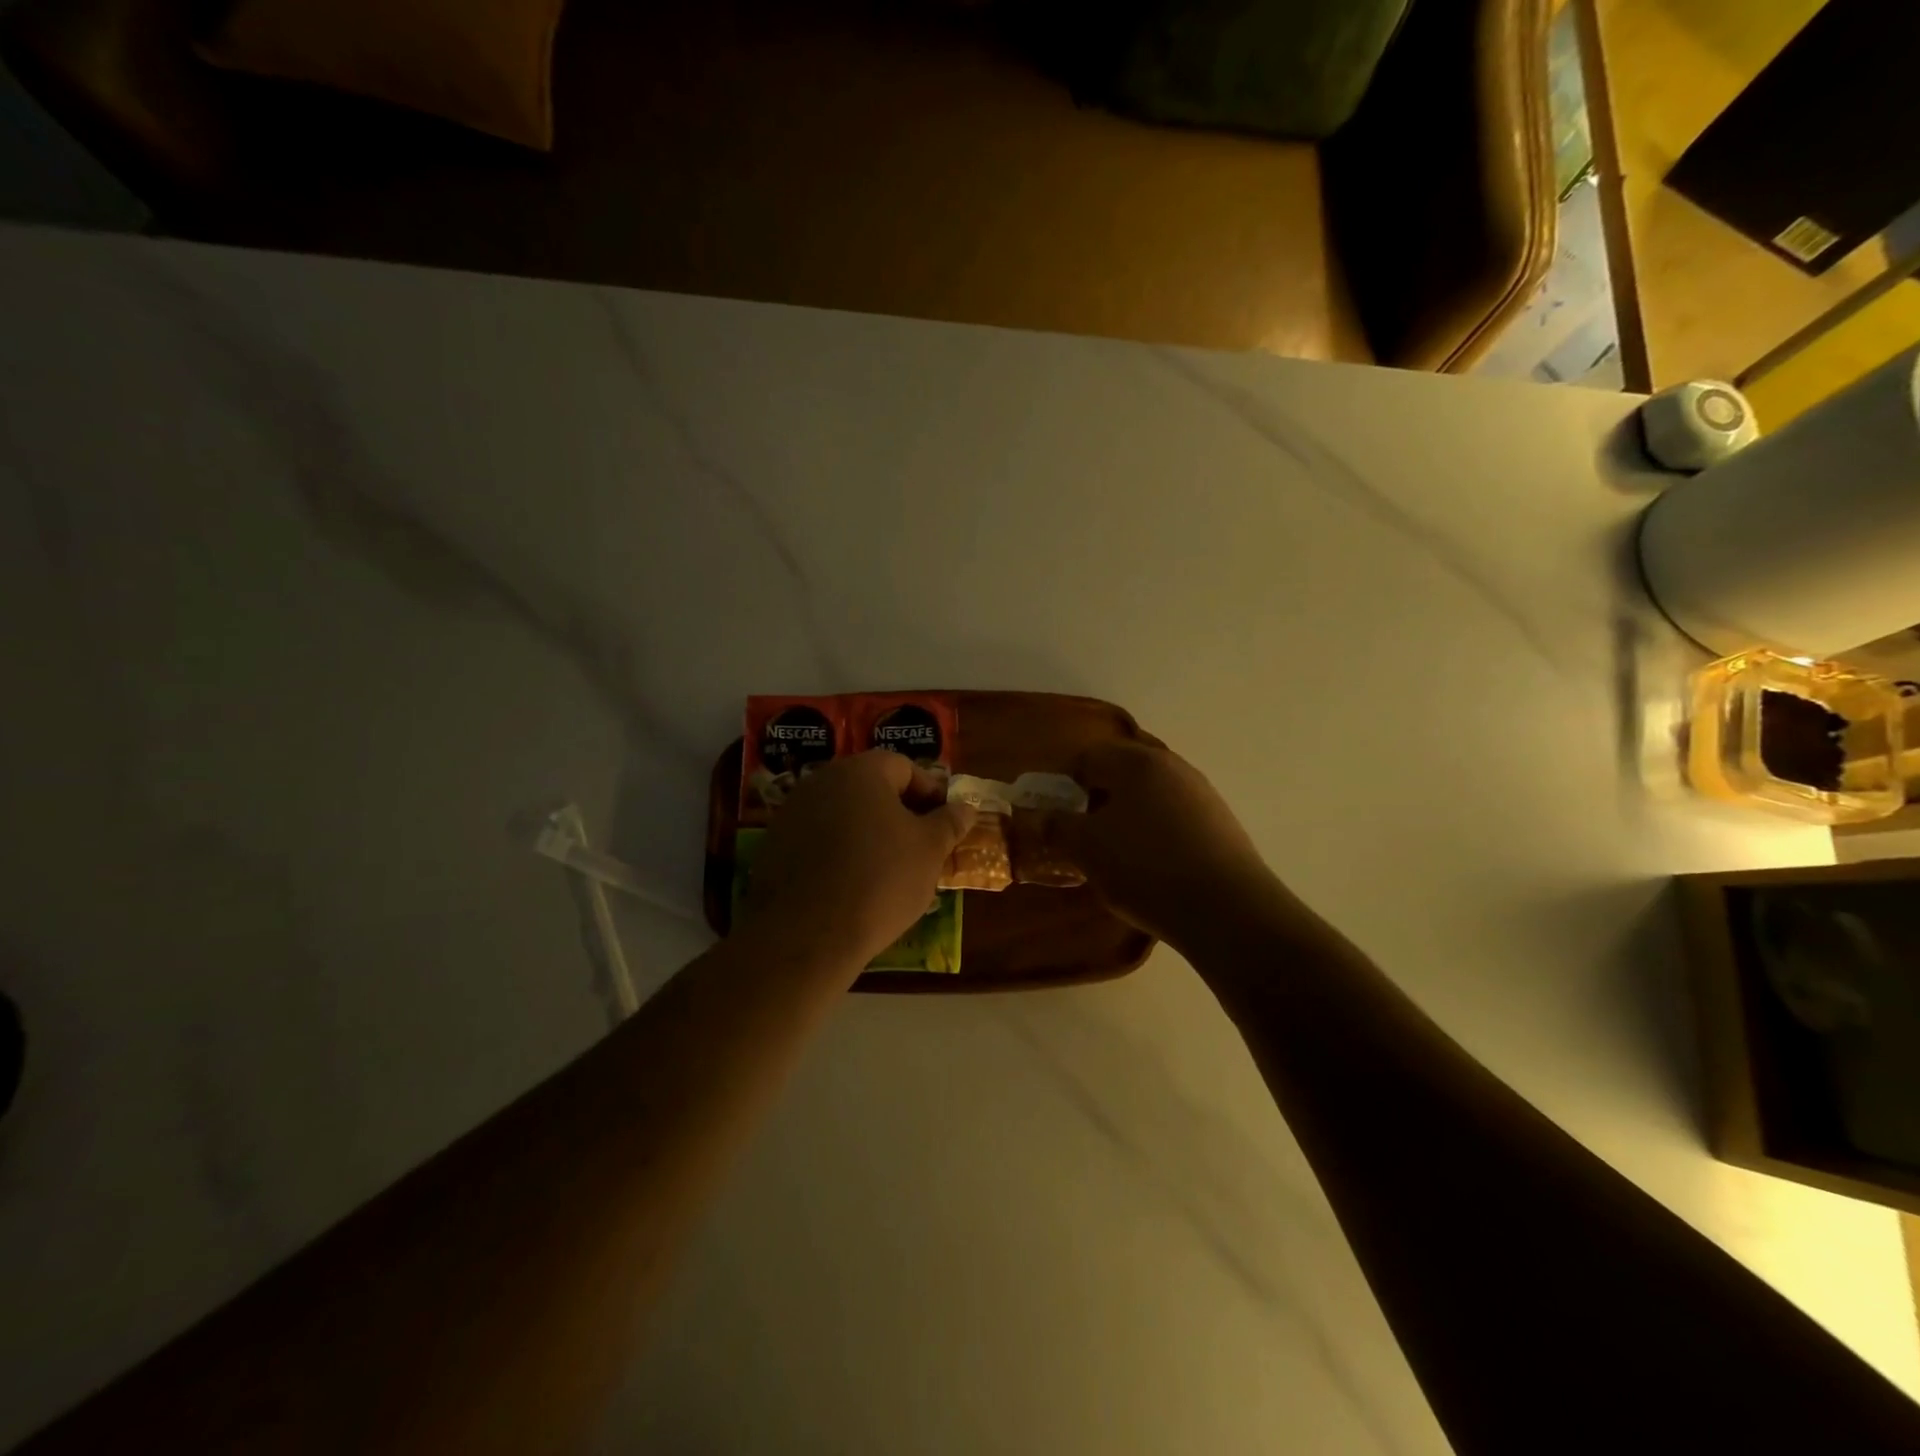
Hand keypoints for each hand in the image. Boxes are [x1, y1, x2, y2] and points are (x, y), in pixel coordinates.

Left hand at [744, 751, 976, 969]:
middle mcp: (822, 781)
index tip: (945, 822)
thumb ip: (949, 822)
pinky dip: (838, 853)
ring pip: (843, 814)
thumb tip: (965, 807)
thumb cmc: (881, 880)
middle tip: (921, 845)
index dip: (930, 792)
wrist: (808, 934)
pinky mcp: (774, 846)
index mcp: (861, 771)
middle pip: (870, 788)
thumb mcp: (929, 851)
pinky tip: (851, 885)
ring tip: (889, 868)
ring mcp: (792, 812)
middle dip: (899, 812)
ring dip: (868, 833)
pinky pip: (818, 840)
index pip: (904, 767)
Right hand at [1038, 741, 1291, 950]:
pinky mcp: (1220, 823)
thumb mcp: (1086, 848)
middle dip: (1096, 800)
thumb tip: (1039, 814)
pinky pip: (1173, 818)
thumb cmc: (1145, 868)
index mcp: (1135, 761)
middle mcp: (1172, 765)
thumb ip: (1056, 825)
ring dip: (1126, 817)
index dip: (1064, 785)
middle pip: (1120, 772)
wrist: (1227, 910)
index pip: (1086, 757)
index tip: (1057, 818)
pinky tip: (1153, 867)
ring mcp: (1201, 793)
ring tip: (1116, 856)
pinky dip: (1155, 833)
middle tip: (1084, 836)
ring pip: (1149, 796)